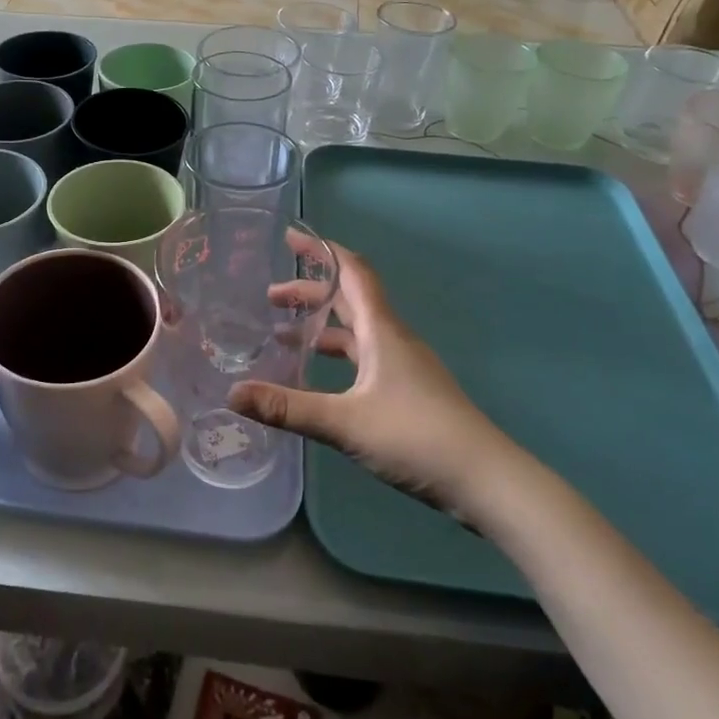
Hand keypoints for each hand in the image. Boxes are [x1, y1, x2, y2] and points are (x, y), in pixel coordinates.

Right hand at [229, 241, 519, 515]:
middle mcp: (392, 339)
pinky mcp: (408, 392)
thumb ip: (288, 408)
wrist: (486, 481)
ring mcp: (403, 366)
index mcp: (382, 331)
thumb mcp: (345, 423)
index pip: (352, 272)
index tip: (290, 238)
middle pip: (349, 300)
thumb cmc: (417, 437)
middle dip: (310, 292)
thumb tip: (231, 393)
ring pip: (356, 331)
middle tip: (270, 296)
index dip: (322, 251)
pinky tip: (317, 379)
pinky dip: (336, 356)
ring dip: (321, 326)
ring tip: (282, 334)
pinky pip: (363, 358)